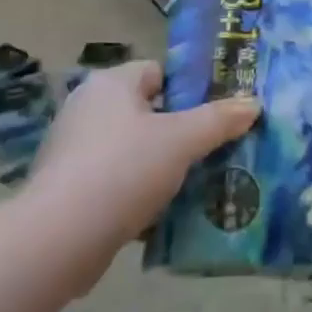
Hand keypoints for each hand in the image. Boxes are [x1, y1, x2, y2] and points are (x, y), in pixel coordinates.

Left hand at [27, 60, 258, 267]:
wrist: (58, 239)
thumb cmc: (123, 170)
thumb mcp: (181, 141)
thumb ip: (218, 120)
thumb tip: (252, 103)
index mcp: (111, 83)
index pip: (158, 72)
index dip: (188, 91)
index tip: (215, 116)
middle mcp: (87, 107)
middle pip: (146, 112)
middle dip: (177, 132)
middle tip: (211, 152)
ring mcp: (72, 148)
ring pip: (131, 150)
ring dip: (157, 166)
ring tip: (194, 186)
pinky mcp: (66, 188)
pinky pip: (113, 181)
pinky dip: (134, 193)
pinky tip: (160, 215)